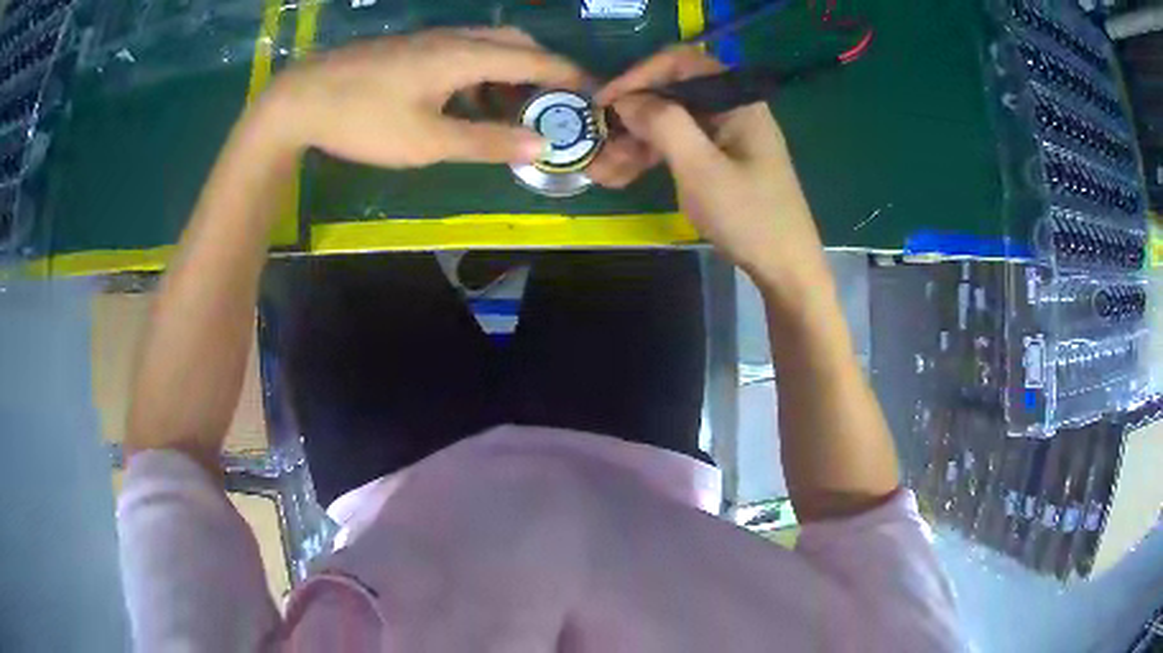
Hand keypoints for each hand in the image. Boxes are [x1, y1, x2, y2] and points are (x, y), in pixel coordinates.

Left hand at [260, 28, 587, 167]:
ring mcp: (428, 40)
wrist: (300, 100)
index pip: (534, 58)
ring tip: (514, 107)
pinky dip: (480, 71)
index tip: (594, 95)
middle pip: (515, 41)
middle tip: (553, 101)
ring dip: (509, 70)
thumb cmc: (363, 120)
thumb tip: (541, 146)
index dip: (568, 75)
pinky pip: (460, 51)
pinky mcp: (408, 49)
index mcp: (465, 55)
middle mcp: (453, 38)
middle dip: (542, 67)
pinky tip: (468, 99)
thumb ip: (487, 141)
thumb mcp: (427, 141)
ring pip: (486, 45)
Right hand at [595, 47, 824, 283]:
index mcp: (737, 101)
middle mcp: (732, 111)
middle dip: (632, 117)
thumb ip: (664, 124)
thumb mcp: (701, 169)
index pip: (681, 63)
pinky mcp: (722, 161)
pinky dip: (653, 158)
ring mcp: (727, 137)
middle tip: (599, 142)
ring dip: (636, 142)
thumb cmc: (749, 217)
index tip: (604, 100)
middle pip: (673, 95)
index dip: (639, 75)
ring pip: (672, 124)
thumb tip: (627, 98)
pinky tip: (622, 176)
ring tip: (602, 170)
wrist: (786, 269)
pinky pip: (681, 148)